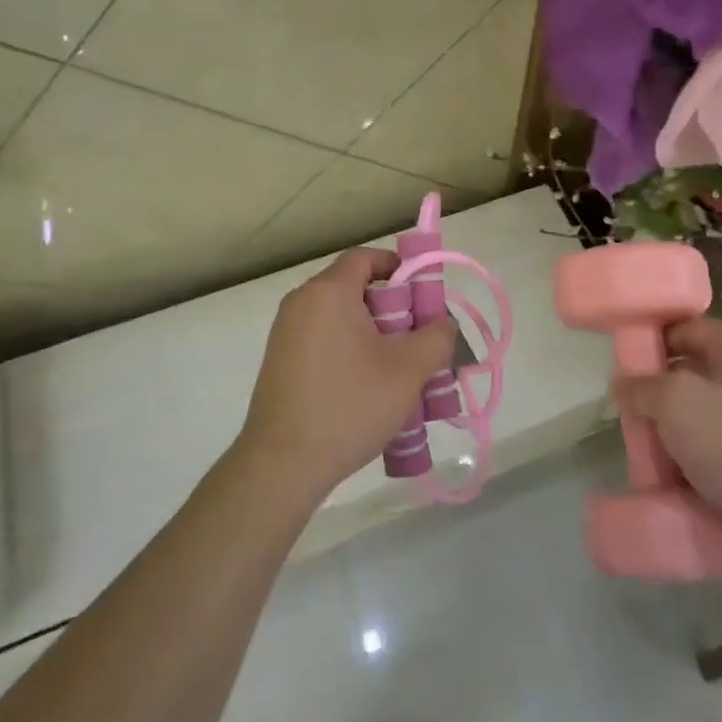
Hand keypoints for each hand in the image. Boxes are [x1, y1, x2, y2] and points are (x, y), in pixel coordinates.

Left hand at [235, 248, 456, 507]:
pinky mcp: (280, 362)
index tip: (424, 297)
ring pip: (342, 318)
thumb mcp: (408, 369)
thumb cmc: (350, 404)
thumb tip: (441, 322)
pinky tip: (369, 389)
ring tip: (400, 371)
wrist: (283, 464)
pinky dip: (350, 351)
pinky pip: (324, 341)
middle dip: (393, 309)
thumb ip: (436, 336)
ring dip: (374, 335)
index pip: (366, 257)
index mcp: (328, 292)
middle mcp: (302, 303)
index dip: (400, 268)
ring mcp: (286, 333)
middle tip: (420, 340)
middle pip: (356, 288)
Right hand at [616, 319, 721, 560]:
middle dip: (666, 387)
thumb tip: (623, 383)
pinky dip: (708, 442)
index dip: (651, 345)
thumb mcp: (673, 404)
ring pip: (715, 402)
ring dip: (685, 419)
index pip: (687, 329)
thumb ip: (641, 385)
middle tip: (639, 409)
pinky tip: (690, 466)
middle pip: (700, 366)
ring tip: (660, 442)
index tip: (627, 371)